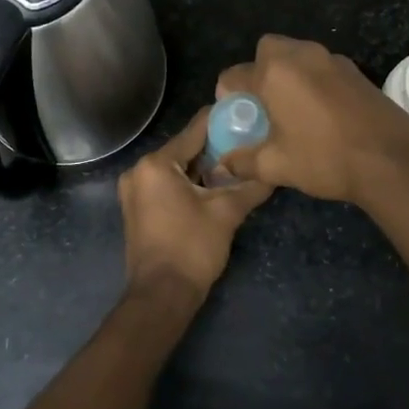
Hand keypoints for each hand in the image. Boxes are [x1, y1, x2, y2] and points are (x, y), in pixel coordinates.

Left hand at [119, 106, 272, 304]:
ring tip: (238, 163)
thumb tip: (274, 171)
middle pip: (184, 149)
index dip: (222, 121)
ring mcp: (134, 190)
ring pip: (176, 168)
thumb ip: (250, 186)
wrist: (161, 296)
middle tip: (248, 142)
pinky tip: (214, 186)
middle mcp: (139, 170)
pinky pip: (167, 184)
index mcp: (156, 164)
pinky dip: (189, 183)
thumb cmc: (192, 248)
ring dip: (204, 167)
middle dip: (215, 147)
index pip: (195, 130)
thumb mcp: (226, 214)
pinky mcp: (137, 208)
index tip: (247, 113)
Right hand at [215, 35, 408, 207]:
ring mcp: (332, 59)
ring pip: (297, 55)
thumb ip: (243, 162)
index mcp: (274, 72)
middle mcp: (301, 55)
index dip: (228, 96)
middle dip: (259, 71)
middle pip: (267, 50)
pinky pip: (321, 67)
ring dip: (287, 74)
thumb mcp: (276, 166)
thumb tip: (224, 165)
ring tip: (291, 110)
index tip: (237, 117)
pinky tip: (320, 113)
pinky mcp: (355, 71)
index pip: (234, 74)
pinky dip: (313, 80)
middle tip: (263, 105)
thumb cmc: (325, 159)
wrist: (392, 160)